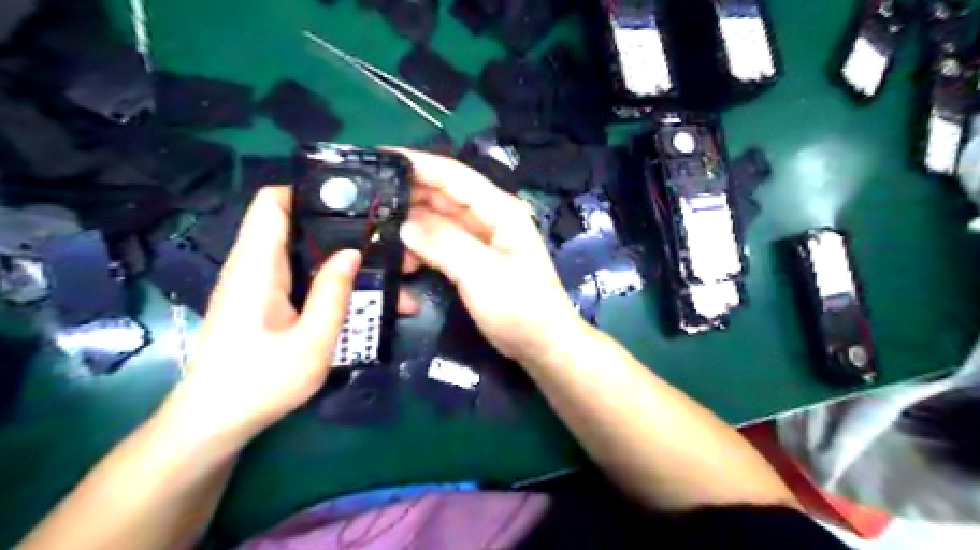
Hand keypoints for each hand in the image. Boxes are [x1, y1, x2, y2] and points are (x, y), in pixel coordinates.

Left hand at [159, 188, 408, 444]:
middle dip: (342, 228)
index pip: (273, 202)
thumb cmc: (259, 383)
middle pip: (297, 225)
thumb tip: (352, 252)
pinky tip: (362, 295)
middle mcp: (255, 266)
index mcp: (257, 266)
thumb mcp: (310, 343)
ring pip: (304, 253)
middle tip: (385, 241)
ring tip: (386, 270)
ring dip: (342, 257)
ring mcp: (260, 284)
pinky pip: (302, 275)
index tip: (353, 199)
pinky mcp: (266, 301)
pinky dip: (332, 277)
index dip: (309, 190)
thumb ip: (332, 294)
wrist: (214, 423)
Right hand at [396, 150, 583, 364]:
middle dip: (406, 194)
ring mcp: (481, 239)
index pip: (452, 174)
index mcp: (498, 210)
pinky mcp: (473, 259)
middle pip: (441, 195)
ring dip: (410, 225)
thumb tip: (404, 224)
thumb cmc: (521, 308)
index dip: (416, 163)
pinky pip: (440, 243)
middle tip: (364, 200)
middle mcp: (488, 217)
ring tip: (377, 235)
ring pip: (437, 220)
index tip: (377, 157)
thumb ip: (444, 244)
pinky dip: (420, 247)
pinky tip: (402, 259)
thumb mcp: (482, 273)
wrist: (542, 344)